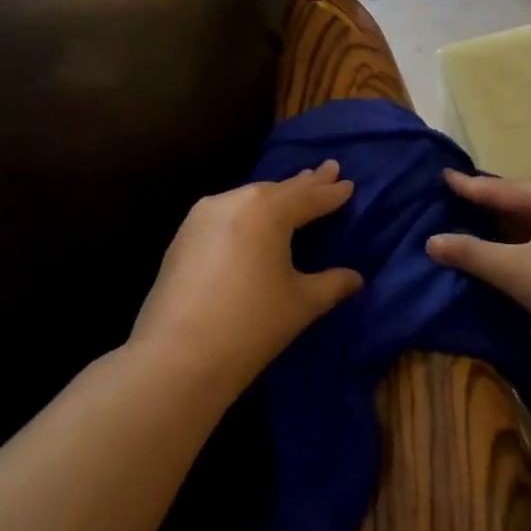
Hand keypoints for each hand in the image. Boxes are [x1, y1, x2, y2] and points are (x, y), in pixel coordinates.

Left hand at [130, 161, 362, 394]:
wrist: (176, 359)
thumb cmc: (251, 325)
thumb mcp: (302, 303)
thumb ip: (332, 283)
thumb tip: (355, 277)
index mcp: (268, 209)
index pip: (309, 197)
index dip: (332, 192)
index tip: (348, 182)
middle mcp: (234, 201)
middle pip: (278, 190)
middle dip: (305, 184)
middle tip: (328, 171)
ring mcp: (202, 216)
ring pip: (249, 199)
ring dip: (274, 197)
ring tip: (294, 193)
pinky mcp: (182, 237)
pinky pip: (226, 214)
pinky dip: (248, 214)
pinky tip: (254, 222)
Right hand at [426, 171, 530, 368]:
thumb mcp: (516, 272)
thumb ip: (472, 254)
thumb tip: (432, 242)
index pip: (501, 189)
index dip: (468, 186)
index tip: (443, 175)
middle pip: (522, 200)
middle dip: (490, 206)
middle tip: (457, 205)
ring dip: (510, 228)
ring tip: (480, 230)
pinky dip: (530, 241)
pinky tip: (517, 255)